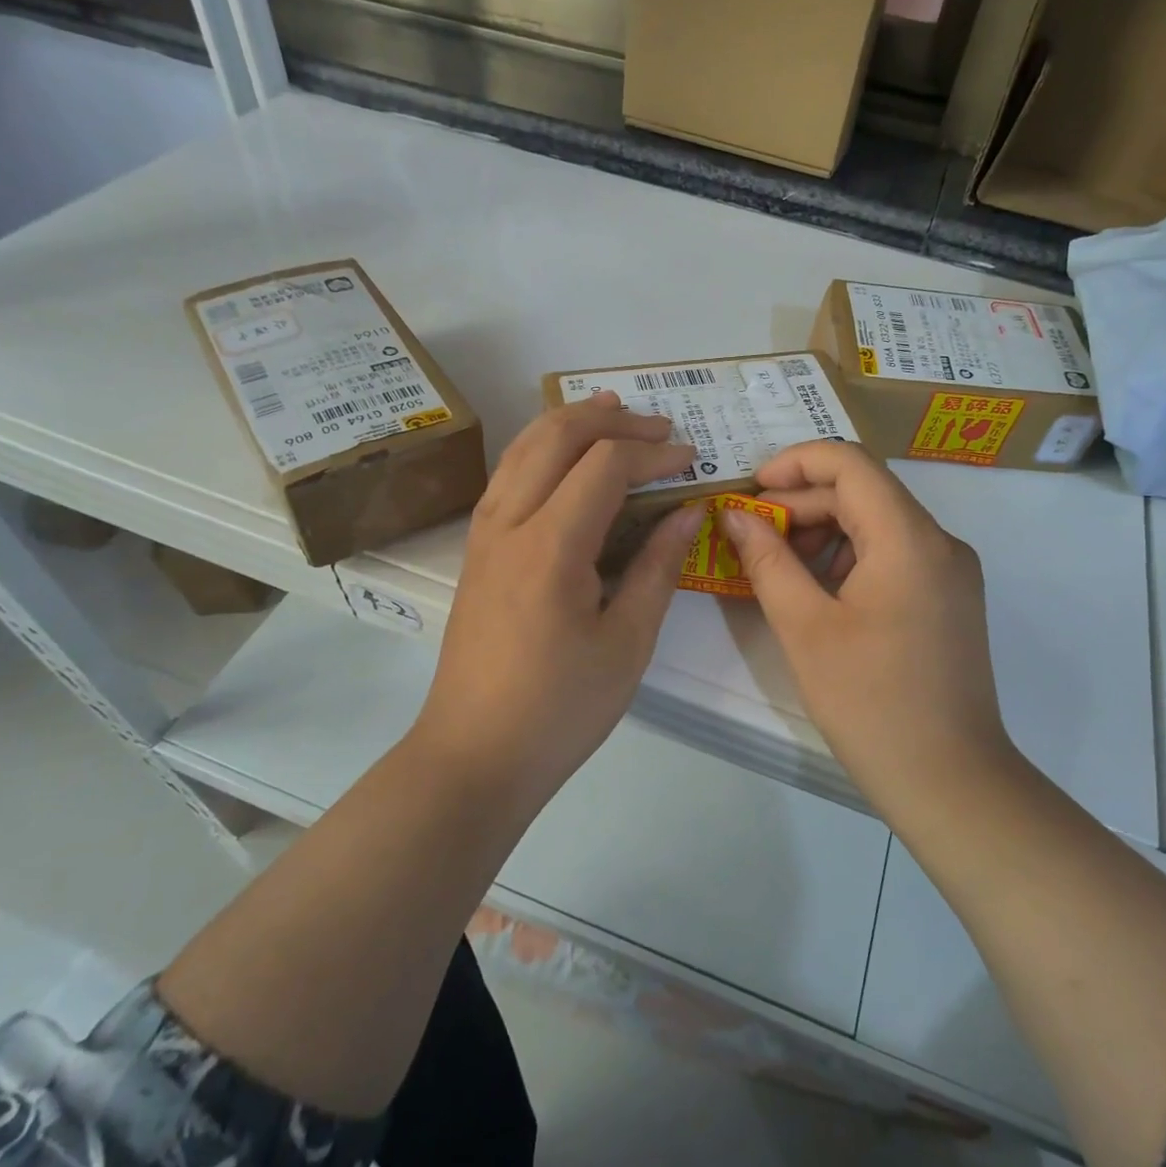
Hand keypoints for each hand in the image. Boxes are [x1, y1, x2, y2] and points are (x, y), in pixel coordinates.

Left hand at [416, 392, 704, 801]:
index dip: (653, 452)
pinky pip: (509, 475)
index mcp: (551, 546)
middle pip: (556, 437)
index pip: (605, 465)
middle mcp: (509, 523)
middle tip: (658, 425)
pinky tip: (564, 458)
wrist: (474, 754)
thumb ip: (659, 567)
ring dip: (569, 422)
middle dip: (611, 421)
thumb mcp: (627, 643)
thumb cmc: (560, 707)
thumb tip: (688, 511)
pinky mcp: (476, 550)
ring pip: (523, 448)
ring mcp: (484, 534)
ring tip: (611, 411)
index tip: (691, 459)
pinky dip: (542, 449)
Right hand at [723, 442, 1012, 822]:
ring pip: (879, 522)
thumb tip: (736, 516)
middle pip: (864, 491)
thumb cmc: (870, 703)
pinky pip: (895, 554)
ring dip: (824, 532)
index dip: (795, 462)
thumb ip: (767, 560)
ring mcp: (951, 571)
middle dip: (803, 503)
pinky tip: (817, 592)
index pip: (850, 463)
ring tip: (779, 568)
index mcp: (909, 538)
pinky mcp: (949, 599)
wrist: (950, 781)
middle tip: (753, 536)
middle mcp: (940, 542)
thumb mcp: (805, 628)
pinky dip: (850, 557)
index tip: (752, 490)